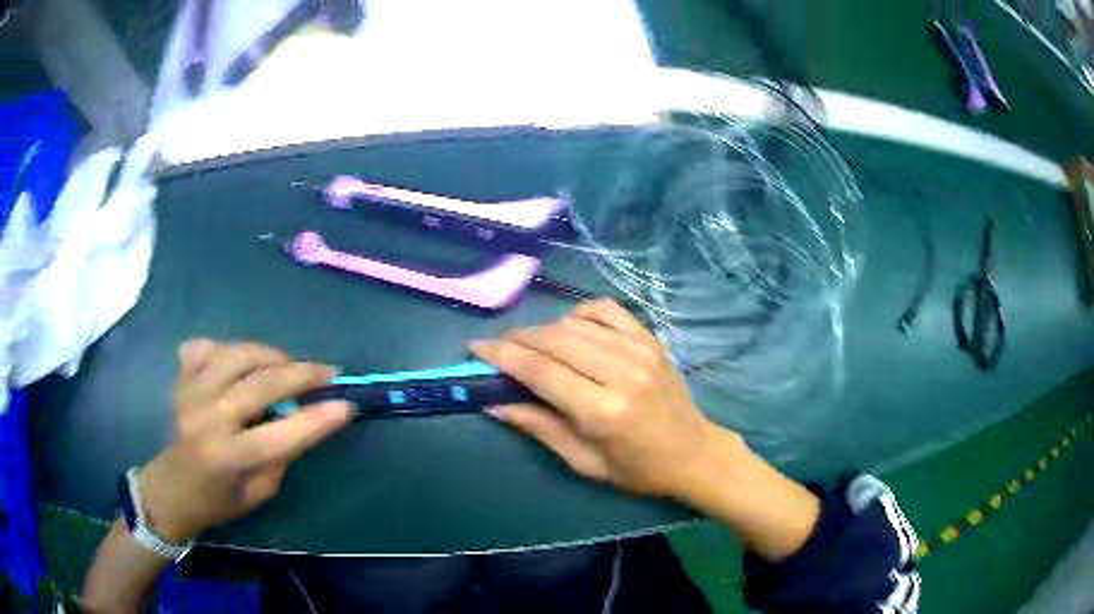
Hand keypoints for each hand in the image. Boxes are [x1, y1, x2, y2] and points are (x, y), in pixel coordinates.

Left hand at [137, 340, 352, 542]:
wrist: (173, 488)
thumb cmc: (220, 500)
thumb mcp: (260, 491)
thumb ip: (282, 454)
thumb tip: (305, 417)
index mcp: (228, 457)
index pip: (281, 435)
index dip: (317, 419)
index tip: (346, 404)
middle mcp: (207, 418)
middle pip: (260, 383)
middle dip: (301, 374)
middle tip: (327, 372)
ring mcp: (190, 392)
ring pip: (236, 354)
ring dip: (270, 354)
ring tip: (288, 364)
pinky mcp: (181, 378)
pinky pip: (208, 347)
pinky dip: (229, 349)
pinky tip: (241, 362)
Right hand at [471, 299, 741, 500]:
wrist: (694, 452)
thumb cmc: (637, 469)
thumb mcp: (584, 462)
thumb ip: (539, 428)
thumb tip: (493, 404)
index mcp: (603, 411)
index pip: (540, 370)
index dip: (502, 355)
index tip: (476, 348)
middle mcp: (621, 372)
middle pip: (554, 340)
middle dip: (517, 339)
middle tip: (498, 348)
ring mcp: (640, 350)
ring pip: (575, 323)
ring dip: (543, 329)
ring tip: (530, 345)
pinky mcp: (651, 340)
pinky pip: (606, 310)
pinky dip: (579, 313)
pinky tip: (570, 329)